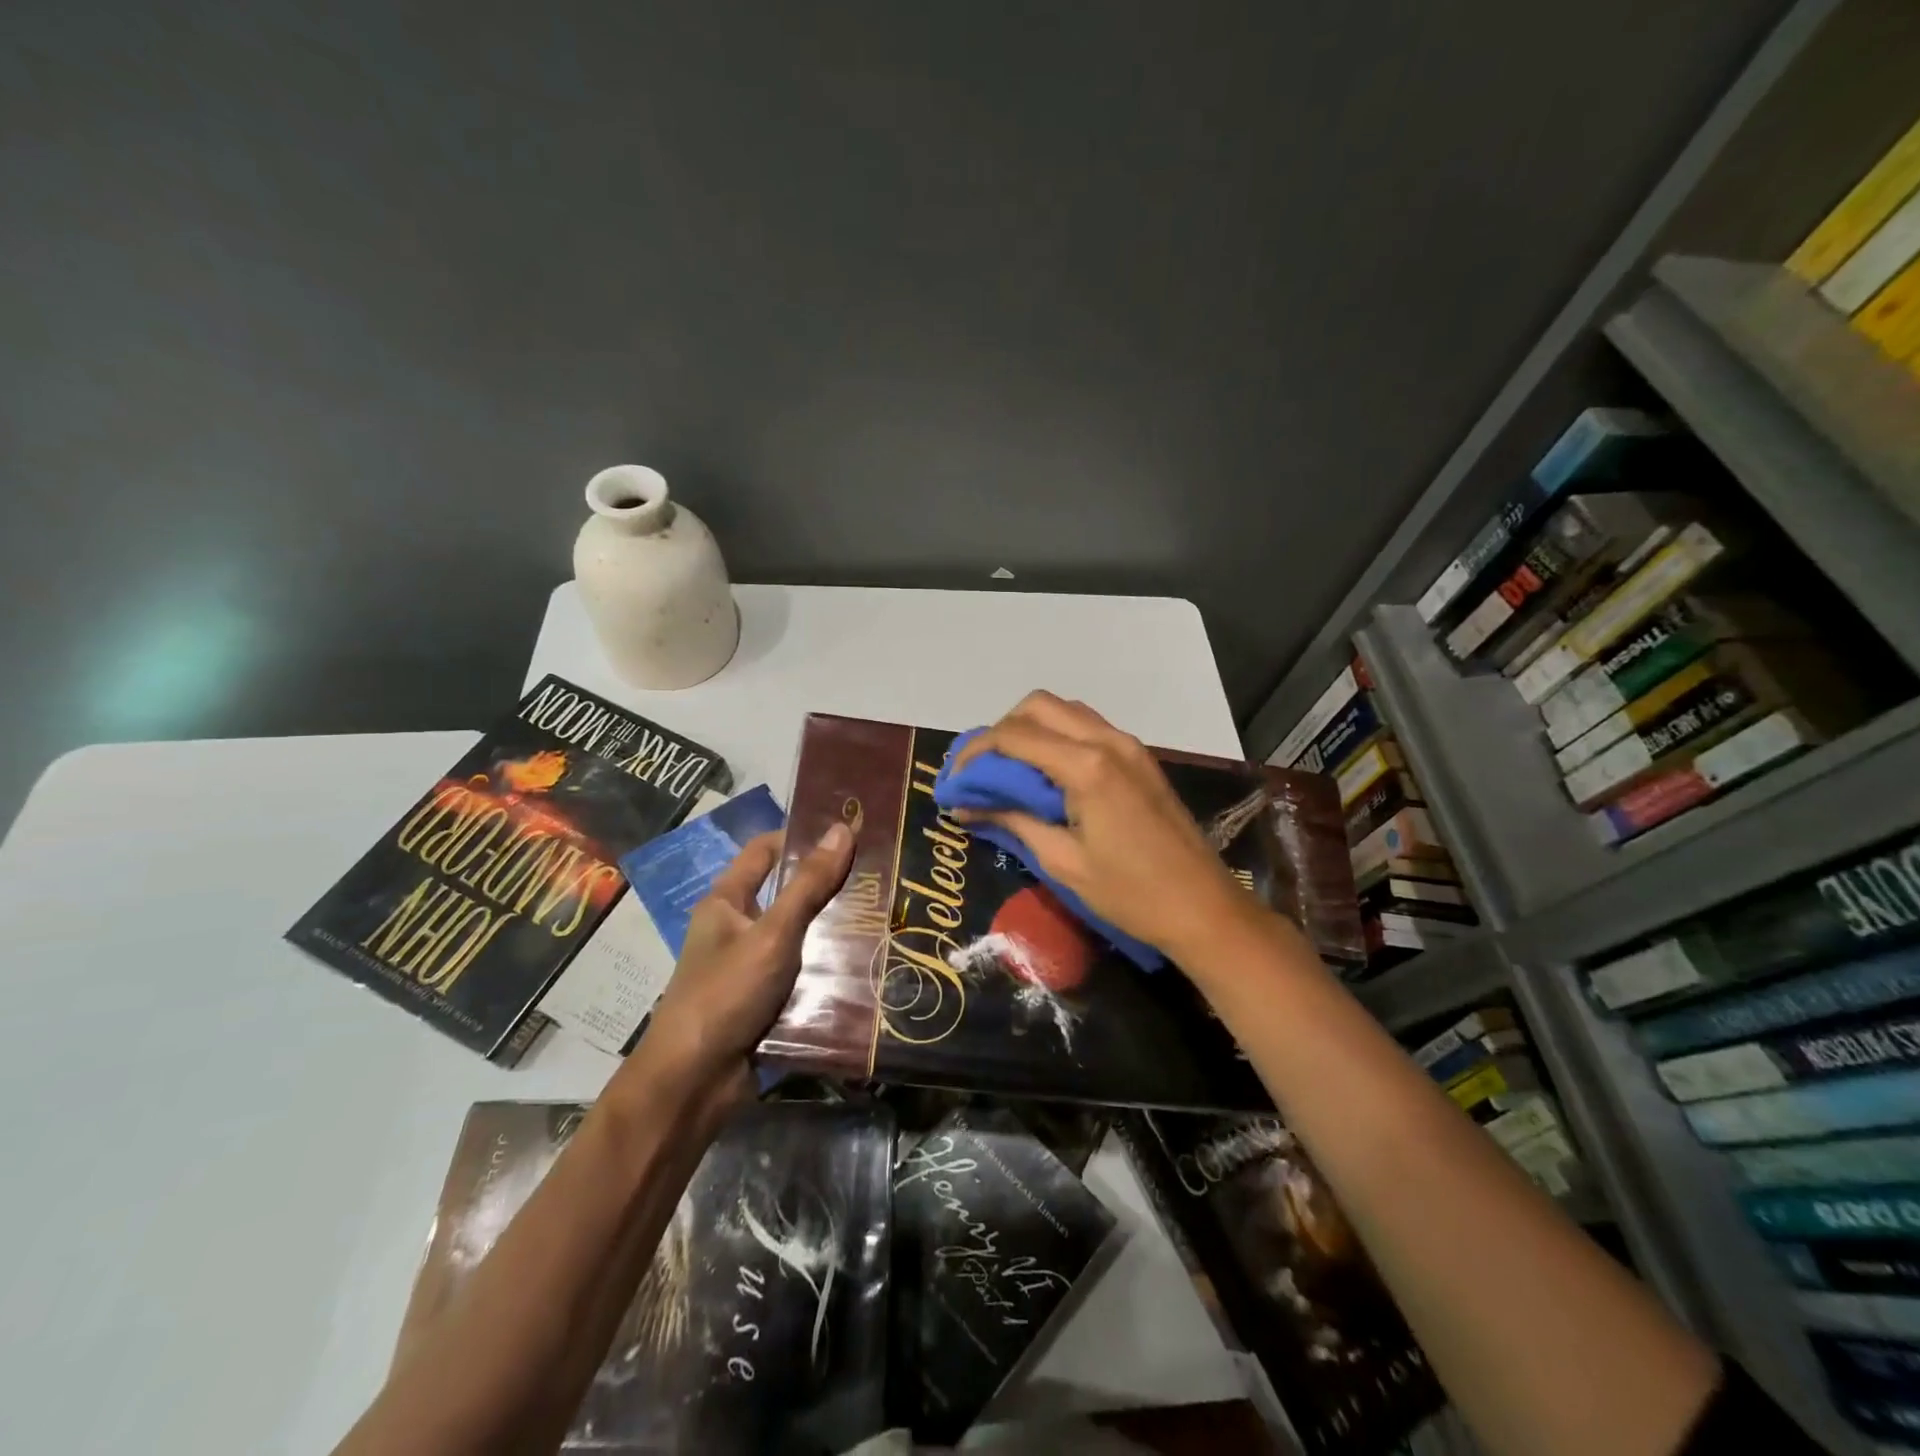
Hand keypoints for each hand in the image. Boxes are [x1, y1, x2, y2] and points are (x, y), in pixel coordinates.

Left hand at [636, 823, 854, 1103]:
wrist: (694, 1082)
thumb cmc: (726, 992)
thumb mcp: (774, 933)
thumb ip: (809, 884)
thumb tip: (842, 828)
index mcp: (727, 900)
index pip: (766, 850)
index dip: (802, 836)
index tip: (849, 833)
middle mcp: (737, 927)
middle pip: (788, 892)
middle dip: (829, 886)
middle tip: (879, 875)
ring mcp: (751, 965)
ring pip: (800, 934)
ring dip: (834, 929)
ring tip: (884, 915)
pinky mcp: (765, 999)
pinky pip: (803, 971)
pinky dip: (828, 966)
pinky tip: (867, 962)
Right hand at [952, 692, 1269, 962]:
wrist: (1204, 908)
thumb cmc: (1130, 894)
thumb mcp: (1062, 861)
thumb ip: (1013, 821)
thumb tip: (967, 806)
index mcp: (1087, 766)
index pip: (1014, 737)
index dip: (975, 752)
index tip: (954, 780)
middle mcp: (1108, 741)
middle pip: (1038, 707)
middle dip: (1001, 731)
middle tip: (983, 772)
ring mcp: (1129, 746)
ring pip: (1065, 712)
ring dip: (1031, 730)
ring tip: (1010, 772)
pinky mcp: (1140, 758)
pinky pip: (1089, 728)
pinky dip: (1058, 738)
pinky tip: (1047, 776)